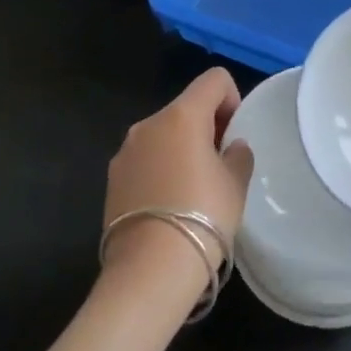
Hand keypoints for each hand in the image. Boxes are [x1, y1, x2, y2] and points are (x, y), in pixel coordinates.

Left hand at [103, 69, 254, 297]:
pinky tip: (169, 205)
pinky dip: (160, 169)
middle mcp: (148, 124)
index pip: (214, 80)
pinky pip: (145, 159)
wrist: (149, 271)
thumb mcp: (235, 184)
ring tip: (193, 190)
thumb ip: (238, 155)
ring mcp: (125, 152)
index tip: (234, 136)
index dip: (232, 100)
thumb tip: (231, 147)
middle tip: (220, 165)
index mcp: (182, 116)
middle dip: (206, 127)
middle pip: (186, 107)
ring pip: (163, 134)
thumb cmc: (203, 217)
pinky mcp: (111, 179)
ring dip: (181, 148)